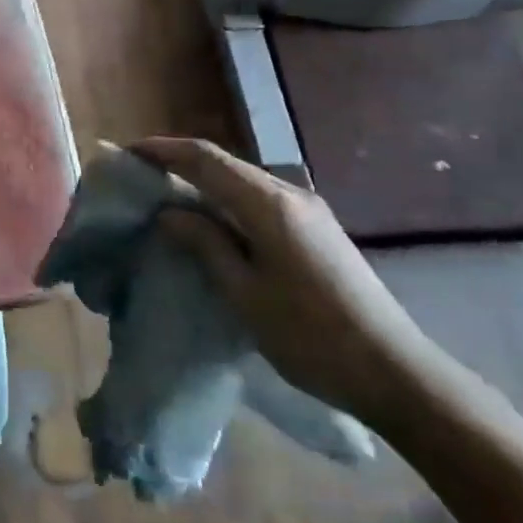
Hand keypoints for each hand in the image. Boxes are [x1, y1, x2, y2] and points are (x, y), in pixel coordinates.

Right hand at [132, 138, 436, 424]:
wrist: (395, 371)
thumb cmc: (311, 336)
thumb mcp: (245, 294)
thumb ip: (205, 244)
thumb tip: (169, 212)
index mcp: (268, 204)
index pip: (205, 159)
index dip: (163, 150)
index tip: (128, 153)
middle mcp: (290, 194)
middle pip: (225, 164)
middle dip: (179, 164)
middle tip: (141, 179)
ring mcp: (309, 210)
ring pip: (243, 182)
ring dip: (204, 184)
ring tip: (168, 200)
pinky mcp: (317, 230)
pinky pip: (259, 201)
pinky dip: (227, 202)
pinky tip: (212, 225)